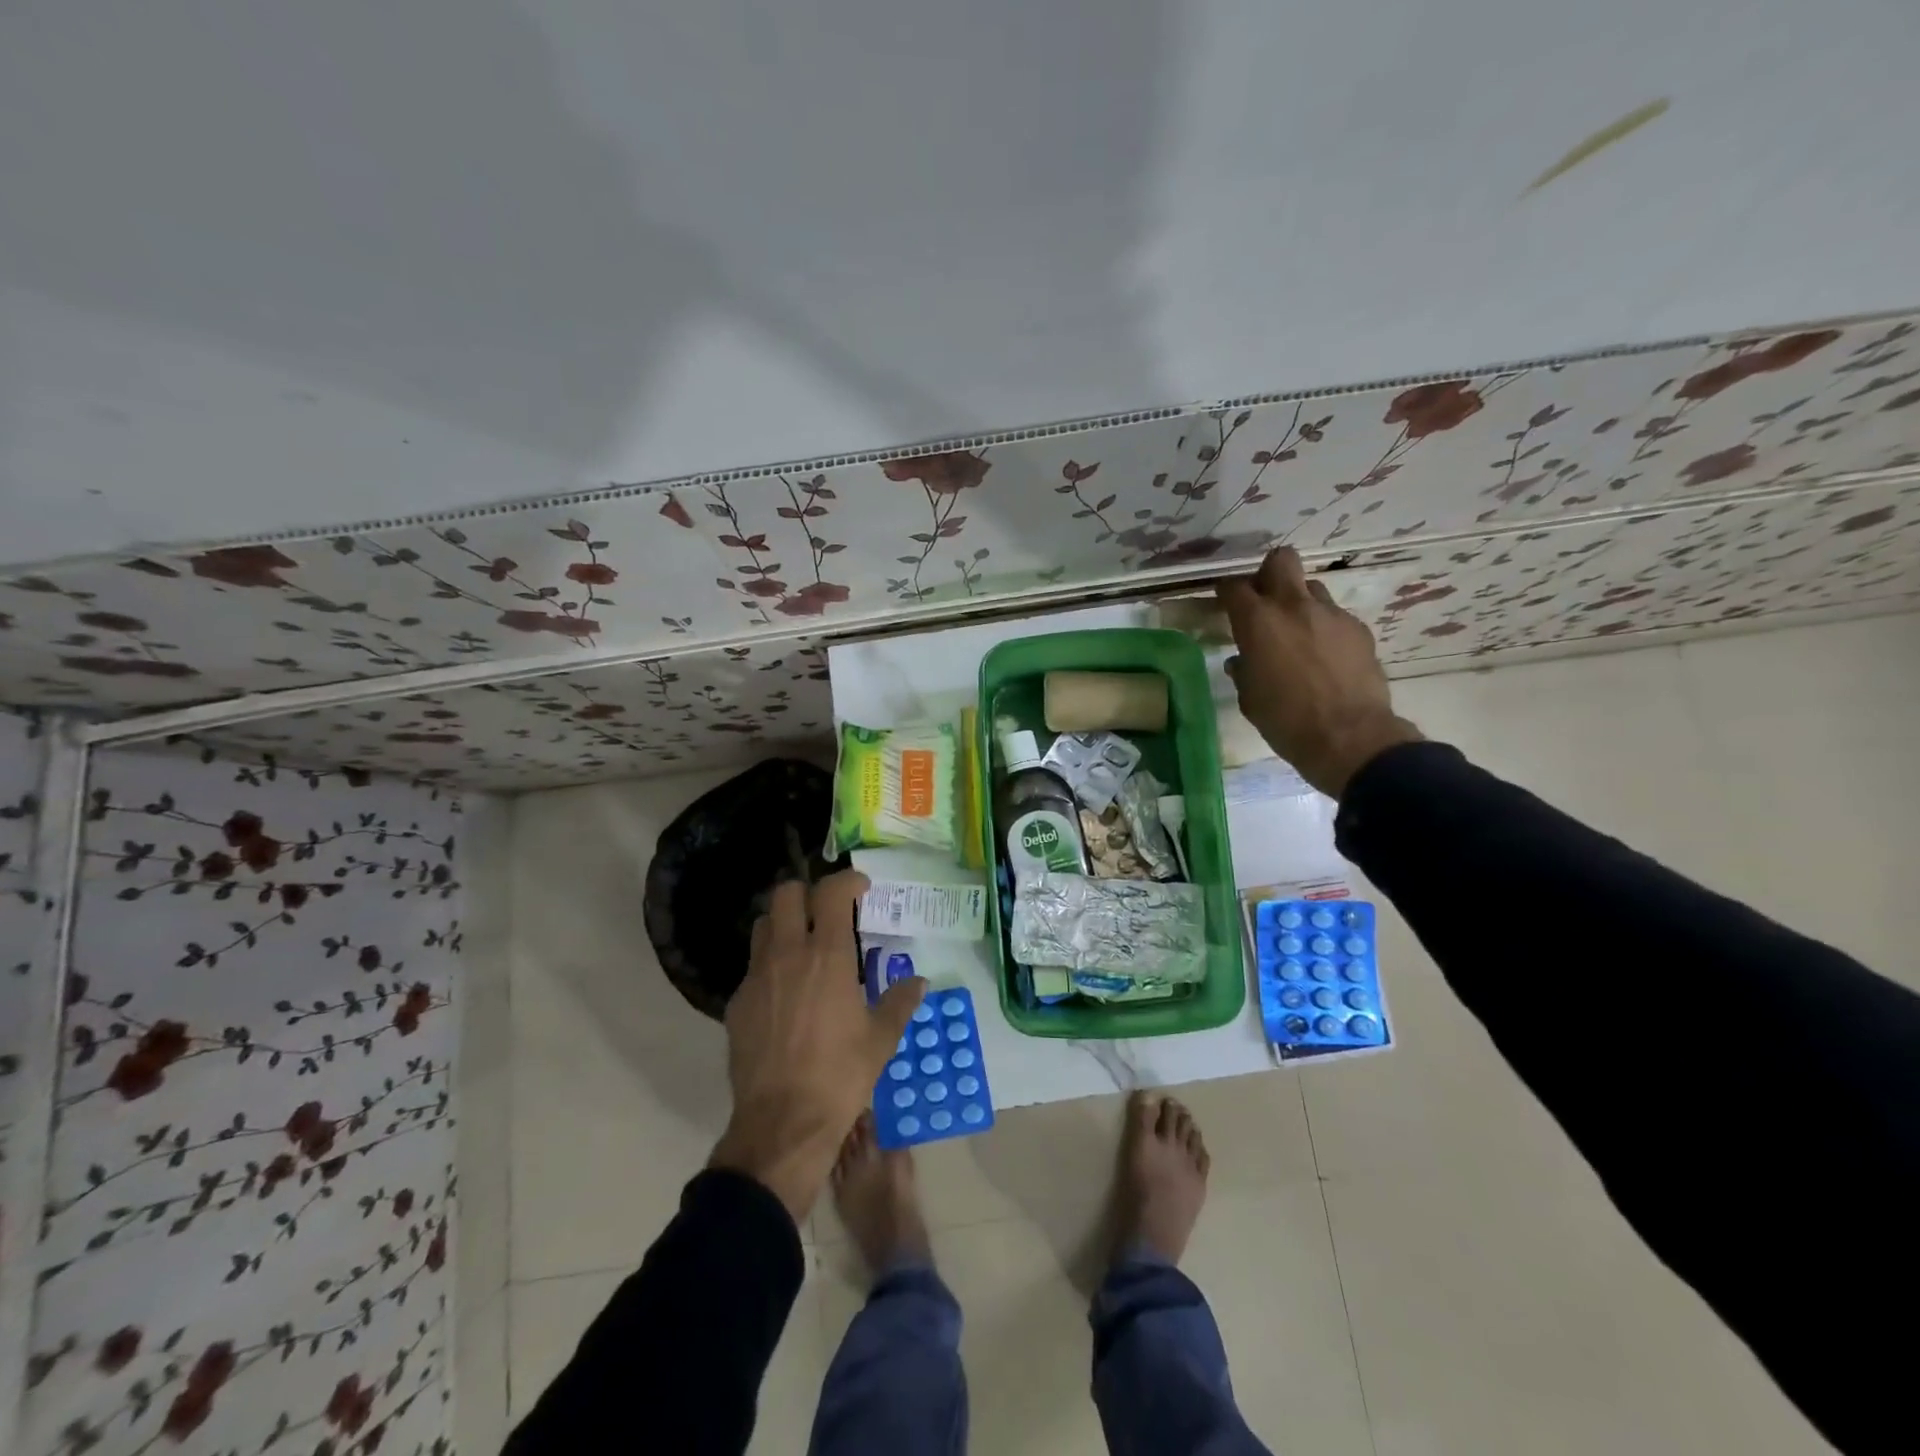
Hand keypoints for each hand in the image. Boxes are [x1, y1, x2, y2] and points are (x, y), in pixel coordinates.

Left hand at [709, 870, 925, 1221]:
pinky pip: (752, 966)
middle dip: (808, 892)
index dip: (848, 880)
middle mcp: (788, 954)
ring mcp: (756, 976)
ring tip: (803, 945)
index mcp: (828, 955)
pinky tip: (785, 993)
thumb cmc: (841, 1075)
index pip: (832, 892)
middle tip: (827, 911)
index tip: (861, 889)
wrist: (783, 1123)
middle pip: (786, 894)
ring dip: (783, 923)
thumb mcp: (881, 1039)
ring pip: (762, 925)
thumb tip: (919, 982)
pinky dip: (770, 964)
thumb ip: (900, 1002)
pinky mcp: (736, 1002)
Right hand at [1217, 547, 1422, 797]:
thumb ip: (1244, 670)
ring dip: (1299, 603)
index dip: (1226, 591)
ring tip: (1297, 632)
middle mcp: (1294, 606)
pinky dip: (1324, 629)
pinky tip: (1324, 657)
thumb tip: (1242, 661)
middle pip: (1281, 560)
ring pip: (1311, 588)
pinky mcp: (1358, 629)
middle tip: (1264, 599)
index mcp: (1258, 622)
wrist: (1349, 737)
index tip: (1224, 602)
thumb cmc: (1285, 721)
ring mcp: (1332, 615)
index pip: (1235, 587)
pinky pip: (1335, 617)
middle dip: (1269, 573)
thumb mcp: (1250, 698)